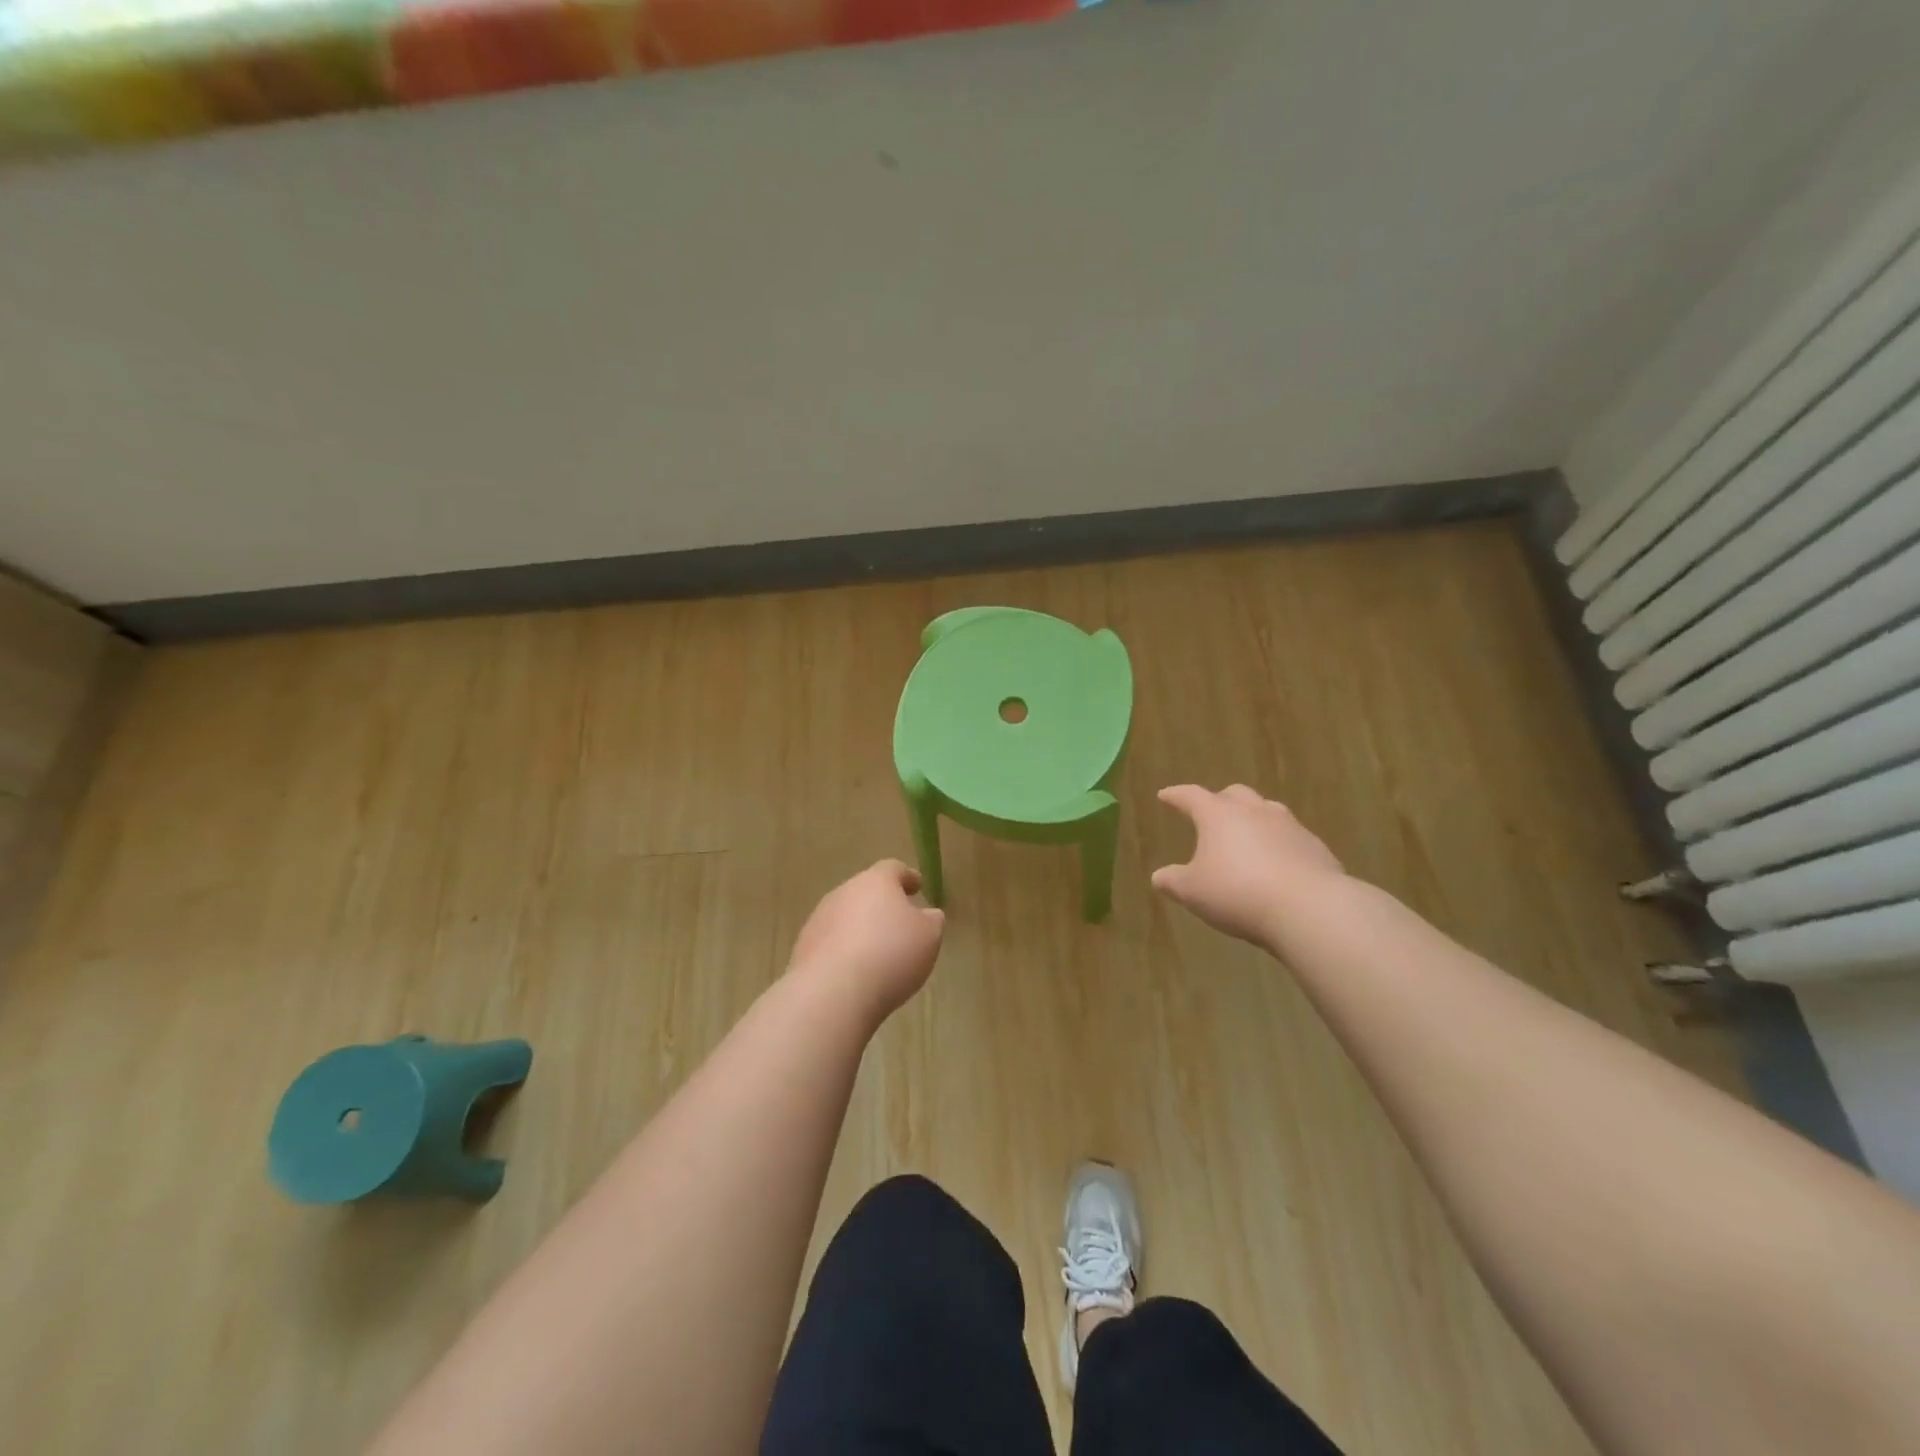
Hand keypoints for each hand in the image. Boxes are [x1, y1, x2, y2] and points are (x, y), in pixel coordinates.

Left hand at [788, 860, 945, 1021]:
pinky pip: (831, 944)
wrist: (832, 993)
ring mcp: (819, 920)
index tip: (917, 886)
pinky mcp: (803, 949)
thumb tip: (927, 914)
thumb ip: (931, 920)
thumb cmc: (890, 955)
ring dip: (860, 929)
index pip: (893, 869)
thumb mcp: (928, 936)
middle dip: (881, 905)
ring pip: (845, 917)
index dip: (907, 877)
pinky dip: (844, 952)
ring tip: (877, 953)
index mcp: (875, 882)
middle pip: (865, 892)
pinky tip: (855, 973)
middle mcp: (843, 892)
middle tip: (899, 924)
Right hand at [1151, 785, 1346, 949]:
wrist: (1309, 909)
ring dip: (1253, 820)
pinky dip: (1278, 844)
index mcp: (1219, 815)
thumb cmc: (1238, 893)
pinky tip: (1276, 864)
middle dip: (1220, 800)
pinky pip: (1290, 837)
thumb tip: (1159, 877)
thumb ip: (1173, 881)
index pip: (1191, 796)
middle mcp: (1255, 811)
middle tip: (1211, 814)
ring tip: (1246, 838)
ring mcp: (1290, 826)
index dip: (1176, 795)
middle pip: (1235, 794)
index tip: (1165, 795)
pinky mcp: (1315, 847)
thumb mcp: (1193, 892)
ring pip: (1267, 811)